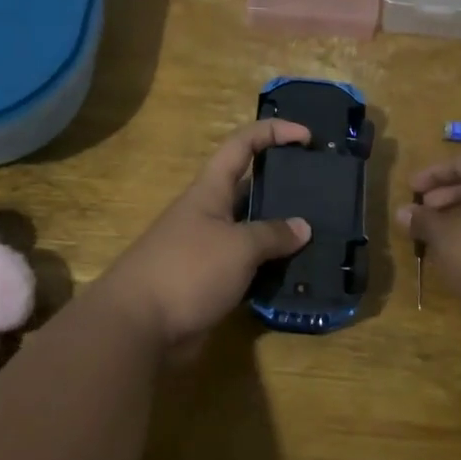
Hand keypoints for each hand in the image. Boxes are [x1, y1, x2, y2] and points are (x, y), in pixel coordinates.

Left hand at [95, 120, 313, 351]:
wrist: (138, 327)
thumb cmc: (188, 270)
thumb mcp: (238, 246)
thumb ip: (272, 234)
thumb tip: (303, 227)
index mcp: (210, 190)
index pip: (242, 145)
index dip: (273, 132)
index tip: (307, 137)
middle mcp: (209, 214)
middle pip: (250, 189)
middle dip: (284, 187)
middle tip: (323, 193)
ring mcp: (208, 250)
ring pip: (252, 232)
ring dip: (281, 234)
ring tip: (321, 236)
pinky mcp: (210, 283)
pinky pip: (248, 268)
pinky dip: (270, 269)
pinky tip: (299, 275)